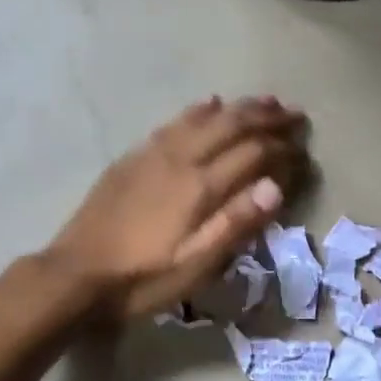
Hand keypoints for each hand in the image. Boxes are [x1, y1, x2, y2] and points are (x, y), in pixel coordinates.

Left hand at [47, 96, 308, 320]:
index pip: (253, 155)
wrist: (75, 274)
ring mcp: (153, 154)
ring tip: (264, 101)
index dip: (283, 150)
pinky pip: (174, 122)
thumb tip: (275, 186)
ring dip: (238, 107)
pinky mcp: (134, 157)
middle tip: (296, 114)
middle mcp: (180, 159)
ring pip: (204, 118)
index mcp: (200, 187)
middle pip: (231, 126)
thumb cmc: (141, 279)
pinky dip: (199, 110)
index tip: (305, 150)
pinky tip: (208, 103)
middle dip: (267, 117)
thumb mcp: (194, 266)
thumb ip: (235, 224)